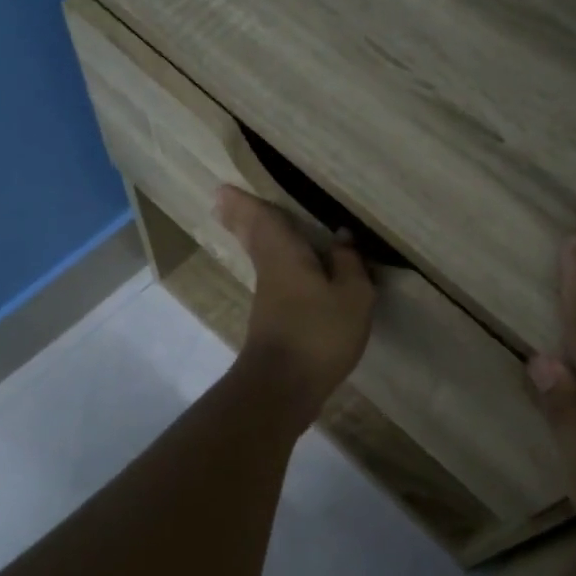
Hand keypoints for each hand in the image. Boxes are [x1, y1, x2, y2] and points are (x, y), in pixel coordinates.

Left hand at [214, 186, 374, 419]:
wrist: (284, 388)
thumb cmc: (319, 334)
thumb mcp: (352, 296)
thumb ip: (349, 264)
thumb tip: (342, 238)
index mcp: (285, 255)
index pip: (261, 219)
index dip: (245, 202)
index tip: (223, 188)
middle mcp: (270, 271)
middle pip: (253, 238)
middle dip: (240, 218)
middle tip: (224, 201)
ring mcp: (268, 300)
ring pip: (263, 258)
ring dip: (257, 239)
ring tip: (259, 224)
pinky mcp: (273, 323)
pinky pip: (276, 280)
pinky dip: (278, 266)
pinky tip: (294, 272)